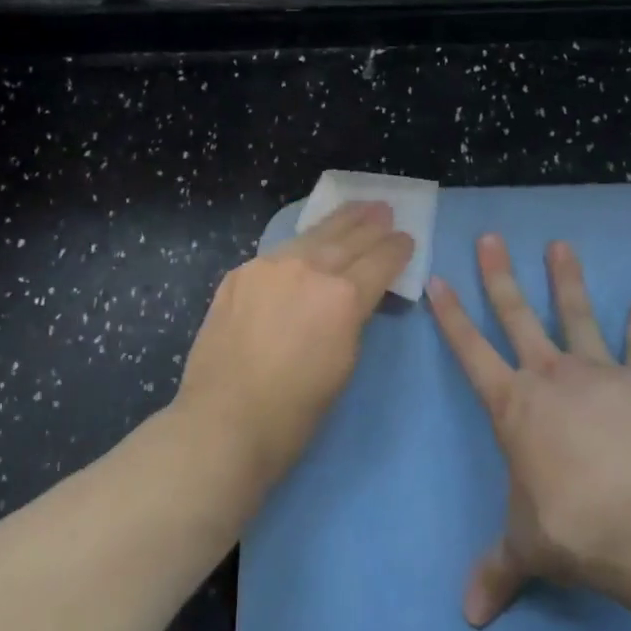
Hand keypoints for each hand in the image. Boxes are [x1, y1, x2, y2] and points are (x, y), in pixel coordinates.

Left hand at [174, 202, 413, 494]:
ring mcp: (269, 267)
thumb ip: (353, 320)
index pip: (380, 261)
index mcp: (342, 296)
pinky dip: (301, 244)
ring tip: (355, 209)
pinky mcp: (240, 274)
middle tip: (384, 209)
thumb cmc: (294, 411)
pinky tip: (307, 242)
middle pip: (347, 239)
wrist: (223, 421)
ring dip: (337, 222)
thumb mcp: (344, 364)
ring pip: (311, 236)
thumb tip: (353, 300)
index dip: (397, 249)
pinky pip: (279, 252)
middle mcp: (308, 269)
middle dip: (370, 224)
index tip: (407, 238)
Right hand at [427, 235, 630, 626]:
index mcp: (512, 405)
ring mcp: (599, 374)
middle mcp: (549, 377)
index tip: (439, 277)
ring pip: (577, 315)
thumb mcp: (525, 549)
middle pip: (518, 315)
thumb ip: (496, 571)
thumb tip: (469, 617)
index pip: (470, 350)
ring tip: (561, 245)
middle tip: (491, 237)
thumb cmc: (573, 527)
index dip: (451, 314)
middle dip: (500, 276)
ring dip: (568, 281)